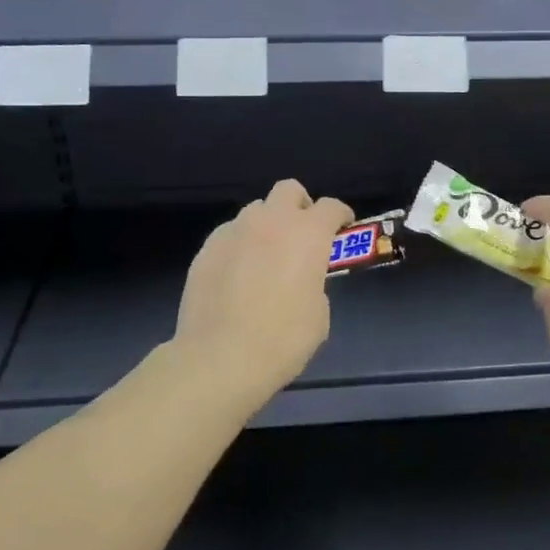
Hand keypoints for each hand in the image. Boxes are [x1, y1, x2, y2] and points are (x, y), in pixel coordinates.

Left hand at [173, 179, 352, 399]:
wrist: (220, 358)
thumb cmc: (283, 339)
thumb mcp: (319, 314)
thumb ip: (315, 283)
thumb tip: (302, 280)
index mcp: (307, 234)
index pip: (331, 207)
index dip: (340, 215)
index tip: (342, 228)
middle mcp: (271, 222)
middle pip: (289, 190)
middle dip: (300, 205)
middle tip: (302, 234)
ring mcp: (235, 231)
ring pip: (256, 210)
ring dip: (267, 225)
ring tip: (266, 256)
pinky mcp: (207, 248)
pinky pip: (230, 234)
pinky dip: (240, 244)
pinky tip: (238, 273)